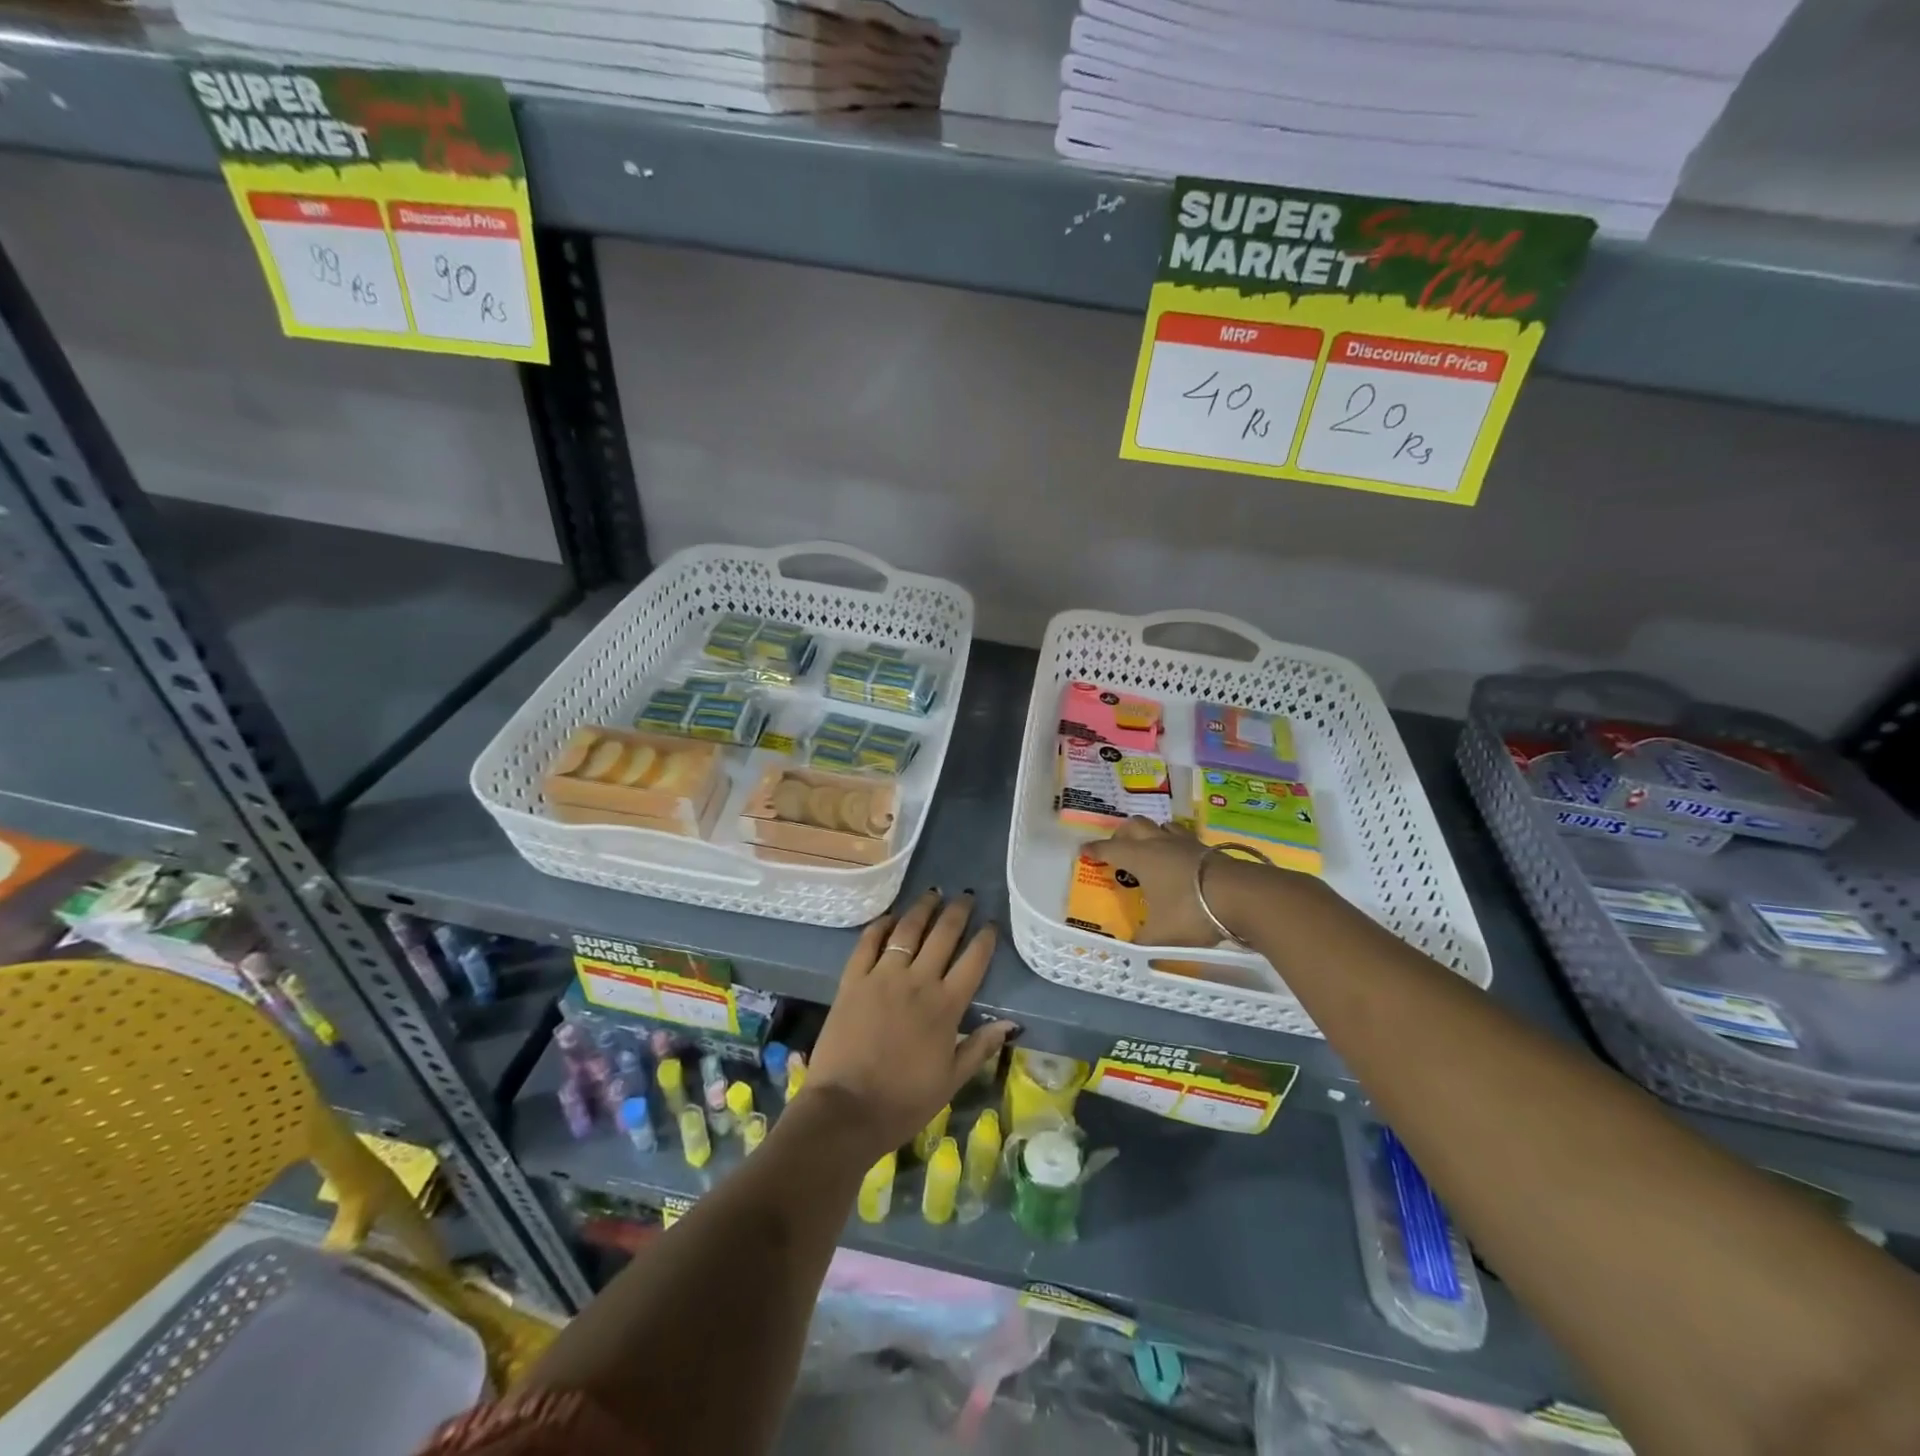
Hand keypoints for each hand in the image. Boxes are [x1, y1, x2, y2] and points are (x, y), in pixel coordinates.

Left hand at [808, 890, 1015, 1157]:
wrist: (847, 1110)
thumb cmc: (904, 1102)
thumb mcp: (951, 1080)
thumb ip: (980, 1046)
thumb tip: (1011, 1024)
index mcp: (946, 1006)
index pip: (973, 961)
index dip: (984, 939)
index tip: (990, 925)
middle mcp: (918, 981)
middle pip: (943, 935)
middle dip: (957, 912)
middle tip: (965, 896)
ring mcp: (882, 976)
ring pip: (907, 930)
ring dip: (922, 909)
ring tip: (933, 894)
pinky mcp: (853, 980)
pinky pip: (868, 942)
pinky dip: (880, 925)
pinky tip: (889, 917)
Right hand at [1085, 818, 1278, 945]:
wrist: (1243, 896)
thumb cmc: (1191, 910)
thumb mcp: (1161, 934)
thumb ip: (1143, 940)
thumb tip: (1130, 950)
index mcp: (1140, 858)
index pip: (1110, 848)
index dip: (1095, 850)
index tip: (1084, 851)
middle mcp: (1160, 844)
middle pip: (1135, 825)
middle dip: (1122, 834)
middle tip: (1118, 848)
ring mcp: (1186, 844)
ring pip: (1162, 827)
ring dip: (1152, 835)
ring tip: (1151, 851)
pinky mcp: (1209, 849)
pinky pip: (1184, 839)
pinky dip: (1176, 846)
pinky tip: (1181, 862)